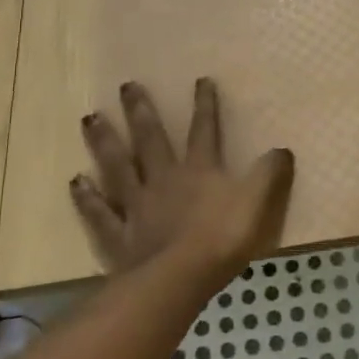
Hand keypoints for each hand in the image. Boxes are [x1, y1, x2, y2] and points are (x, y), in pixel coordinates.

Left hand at [72, 78, 294, 288]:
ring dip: (104, 141)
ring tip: (90, 117)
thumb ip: (269, 174)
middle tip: (126, 86)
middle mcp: (164, 179)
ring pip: (117, 166)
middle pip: (150, 139)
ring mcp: (137, 206)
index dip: (205, 105)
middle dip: (140, 111)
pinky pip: (100, 212)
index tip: (200, 80)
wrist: (178, 279)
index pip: (204, 130)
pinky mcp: (118, 235)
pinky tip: (76, 181)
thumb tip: (282, 149)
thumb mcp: (257, 202)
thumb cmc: (221, 239)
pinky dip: (87, 196)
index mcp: (199, 170)